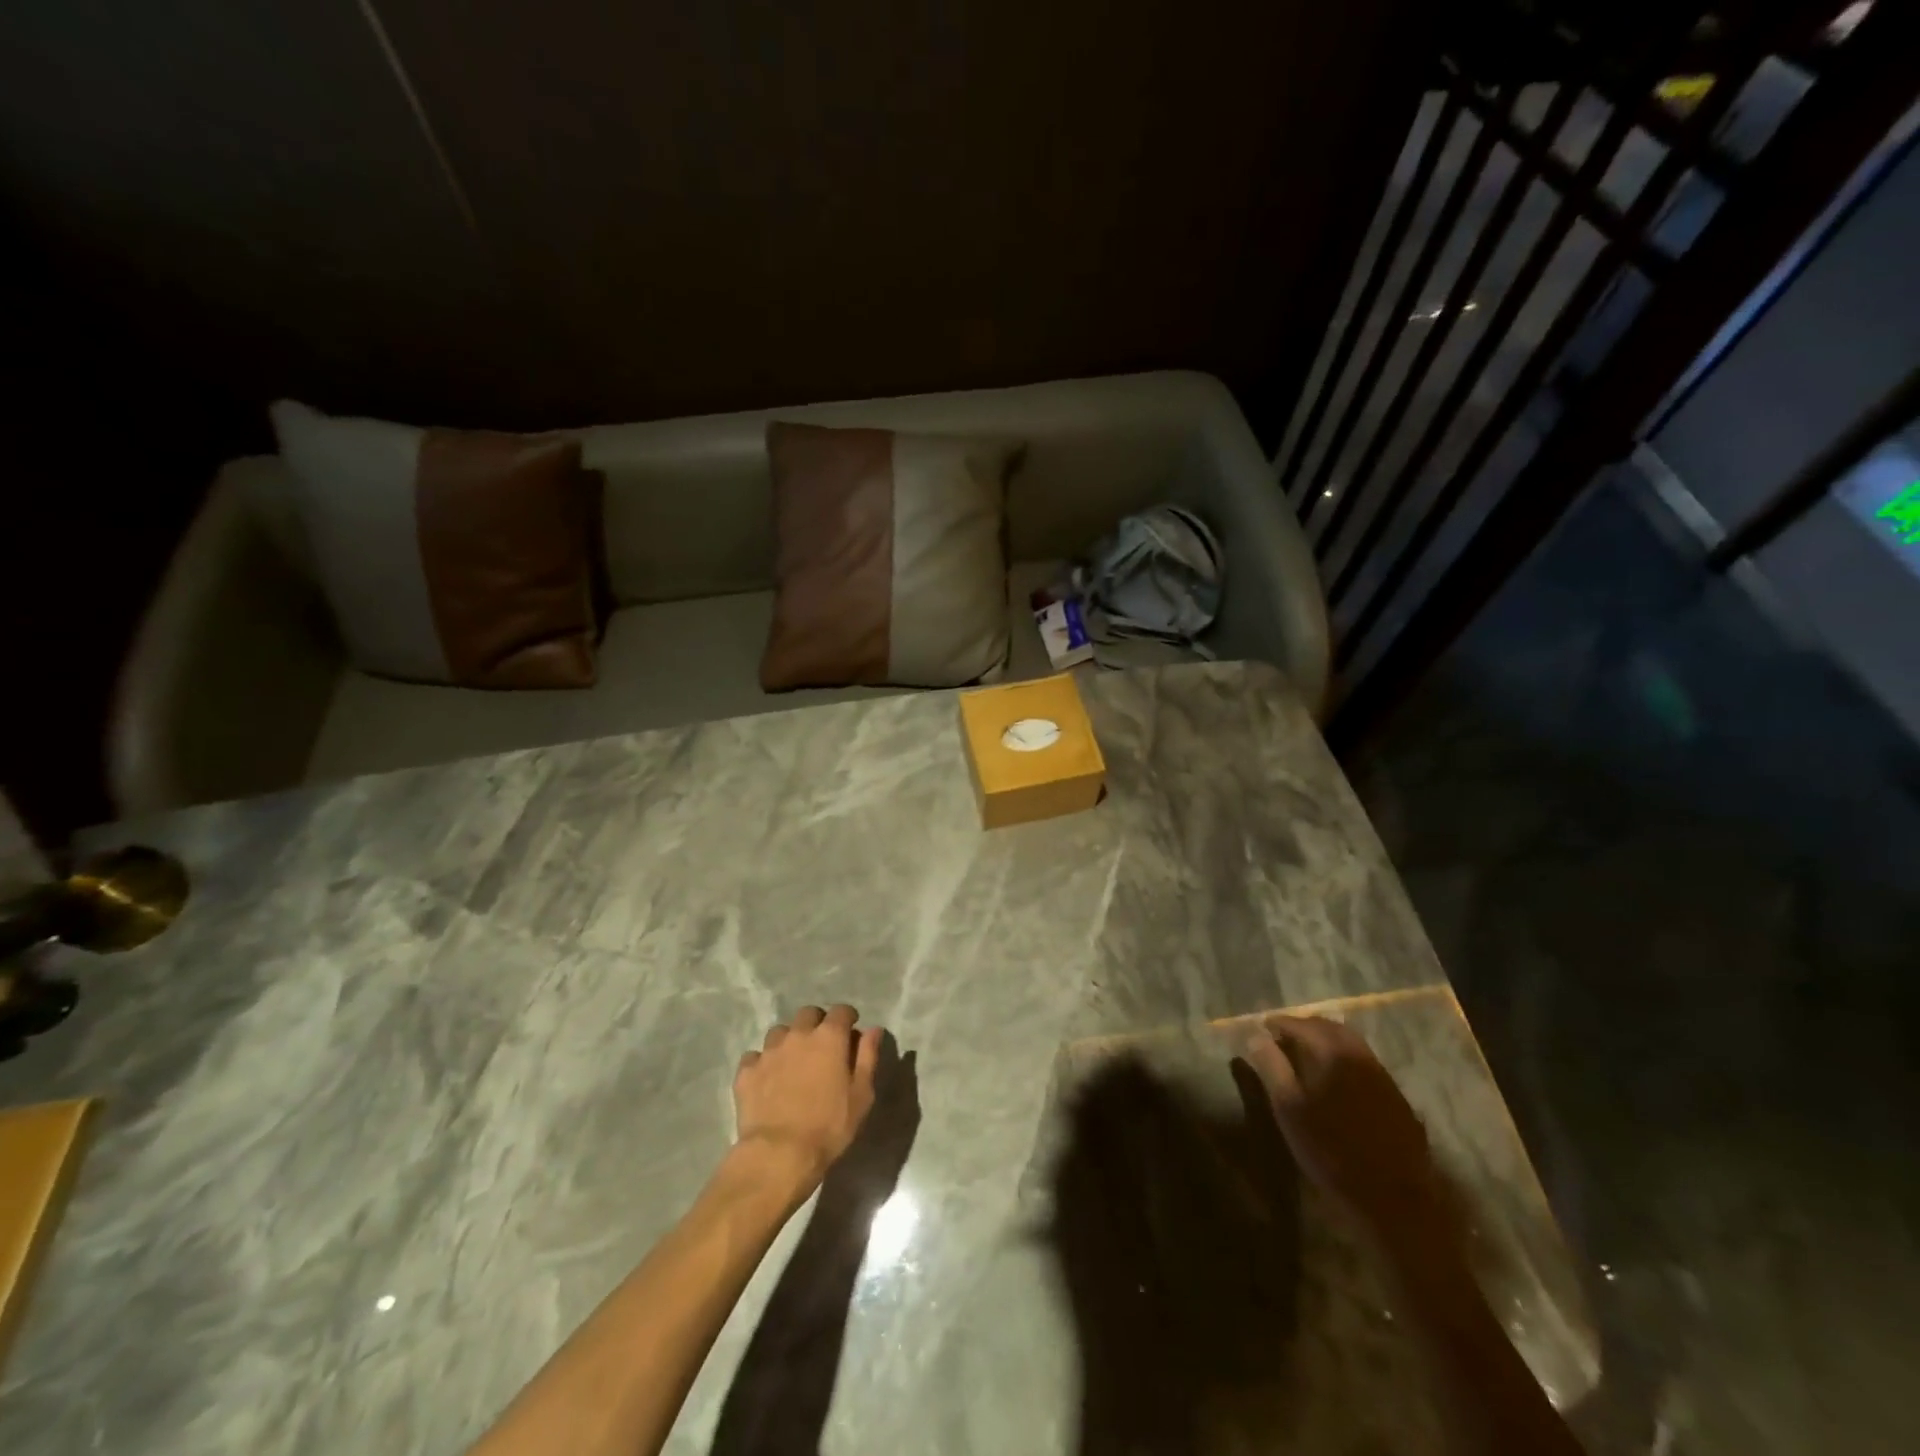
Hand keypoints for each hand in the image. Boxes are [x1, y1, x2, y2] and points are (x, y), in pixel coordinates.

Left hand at [733, 1005, 882, 1194]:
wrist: (779, 1154)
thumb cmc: (829, 1126)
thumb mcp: (861, 1095)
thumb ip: (868, 1056)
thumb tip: (873, 1029)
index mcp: (829, 1037)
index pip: (841, 1011)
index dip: (847, 1018)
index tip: (850, 1031)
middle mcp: (798, 1035)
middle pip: (808, 1014)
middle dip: (817, 1023)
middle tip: (822, 1046)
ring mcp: (769, 1051)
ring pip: (780, 1032)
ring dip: (789, 1040)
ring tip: (793, 1062)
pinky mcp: (746, 1071)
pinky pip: (755, 1056)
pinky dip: (763, 1062)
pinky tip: (767, 1079)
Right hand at [1240, 1014, 1448, 1243]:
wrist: (1393, 1200)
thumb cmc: (1331, 1151)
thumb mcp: (1289, 1109)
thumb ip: (1271, 1066)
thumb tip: (1255, 1035)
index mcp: (1333, 1053)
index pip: (1300, 1024)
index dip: (1278, 1024)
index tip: (1261, 1028)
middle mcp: (1361, 1056)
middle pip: (1329, 1027)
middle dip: (1303, 1027)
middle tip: (1282, 1038)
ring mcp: (1383, 1077)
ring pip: (1351, 1044)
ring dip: (1326, 1041)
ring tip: (1306, 1056)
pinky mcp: (1397, 1099)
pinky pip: (1366, 1065)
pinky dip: (1345, 1060)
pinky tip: (1338, 1081)